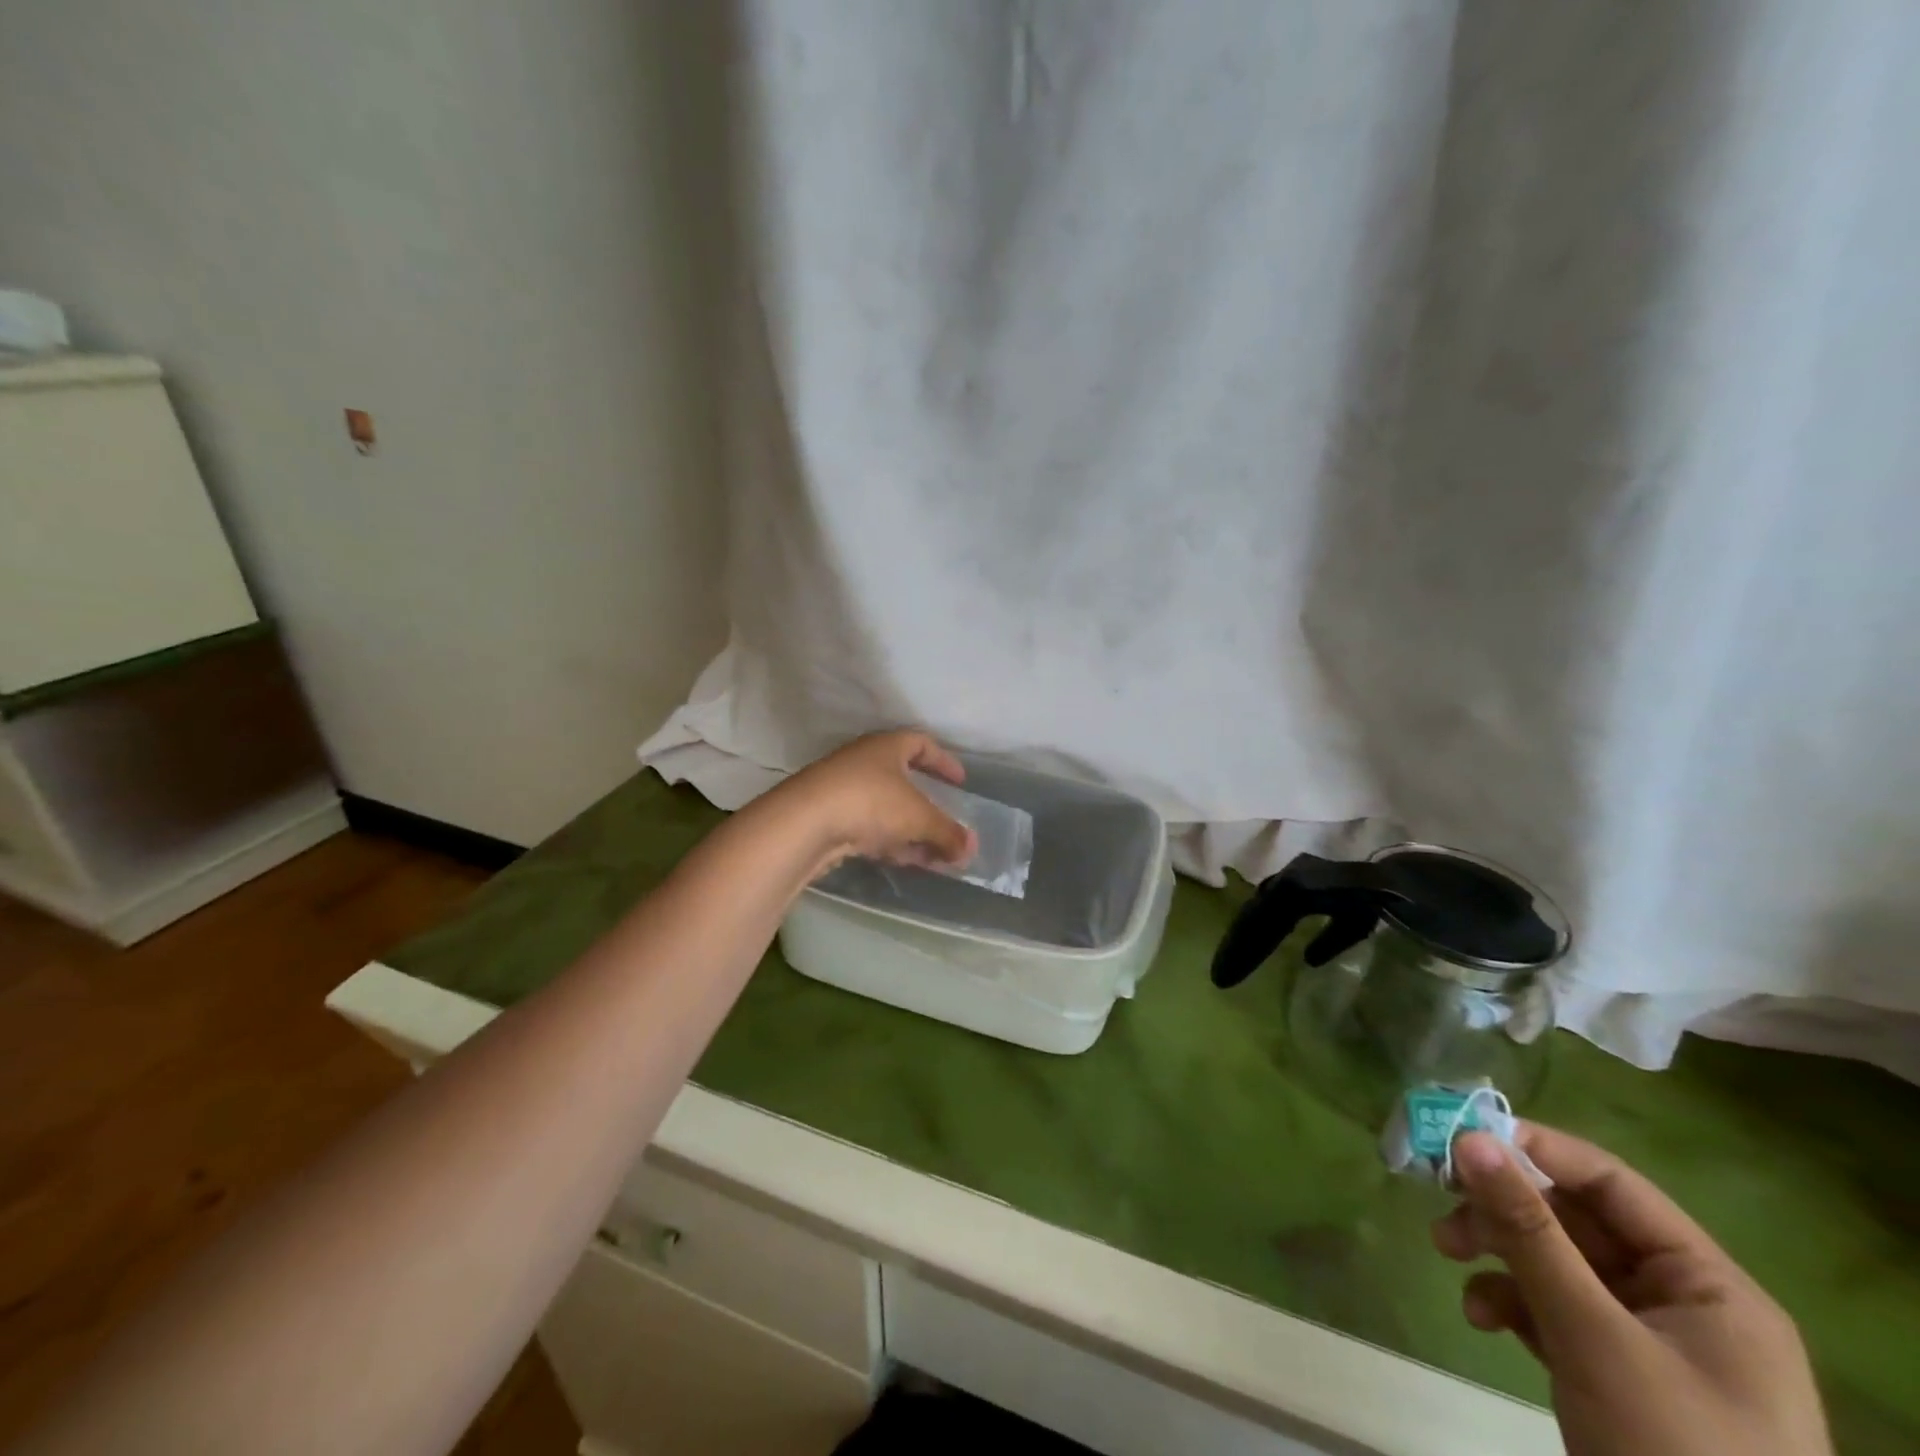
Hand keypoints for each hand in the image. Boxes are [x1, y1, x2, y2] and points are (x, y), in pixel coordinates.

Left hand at [768, 730, 977, 876]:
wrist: (803, 824)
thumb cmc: (869, 802)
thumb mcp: (918, 817)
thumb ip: (947, 832)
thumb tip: (971, 848)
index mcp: (887, 747)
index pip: (921, 744)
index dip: (943, 762)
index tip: (960, 782)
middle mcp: (864, 762)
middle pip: (904, 781)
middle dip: (930, 809)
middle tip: (949, 829)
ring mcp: (843, 790)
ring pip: (887, 809)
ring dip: (912, 831)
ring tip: (934, 857)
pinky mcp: (829, 818)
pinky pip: (869, 827)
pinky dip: (889, 841)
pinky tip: (903, 861)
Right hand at [1432, 1124, 1831, 1455]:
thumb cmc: (1671, 1451)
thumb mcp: (1593, 1335)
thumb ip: (1528, 1231)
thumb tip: (1469, 1138)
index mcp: (1707, 1284)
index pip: (1610, 1183)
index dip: (1535, 1150)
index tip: (1460, 1136)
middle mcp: (1683, 1303)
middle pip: (1576, 1222)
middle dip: (1503, 1210)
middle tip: (1439, 1197)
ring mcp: (1650, 1345)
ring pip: (1557, 1264)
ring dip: (1497, 1253)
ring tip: (1446, 1252)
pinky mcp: (1618, 1378)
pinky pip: (1554, 1312)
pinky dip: (1511, 1303)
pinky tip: (1480, 1316)